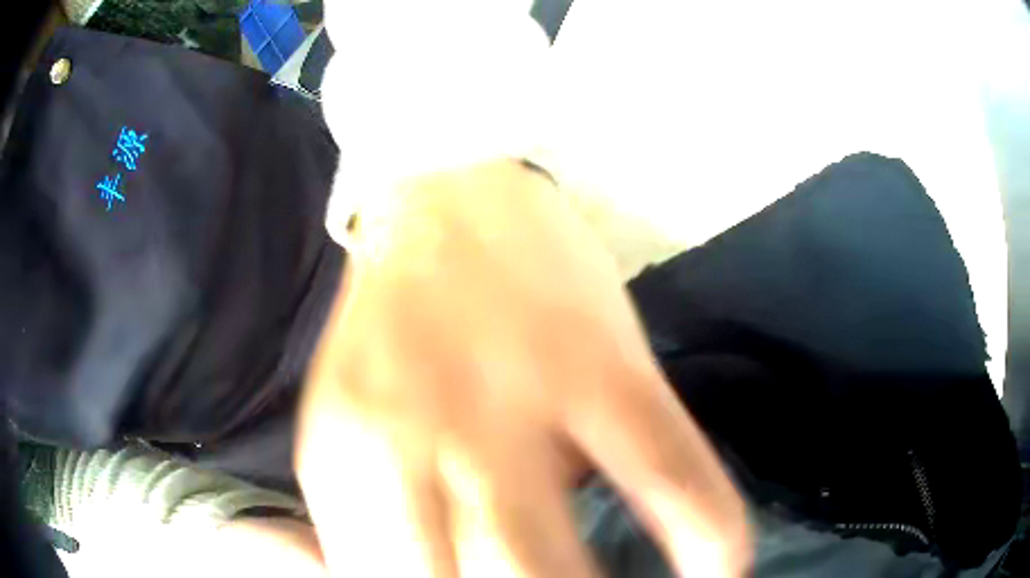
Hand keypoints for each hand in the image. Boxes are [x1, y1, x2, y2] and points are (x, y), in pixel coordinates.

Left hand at [297, 161, 749, 576]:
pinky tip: (721, 570)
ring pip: (553, 565)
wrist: (441, 198)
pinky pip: (675, 482)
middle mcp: (411, 441)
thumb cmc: (393, 328)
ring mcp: (514, 401)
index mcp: (342, 457)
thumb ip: (363, 519)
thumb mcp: (346, 428)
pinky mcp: (606, 366)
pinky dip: (709, 542)